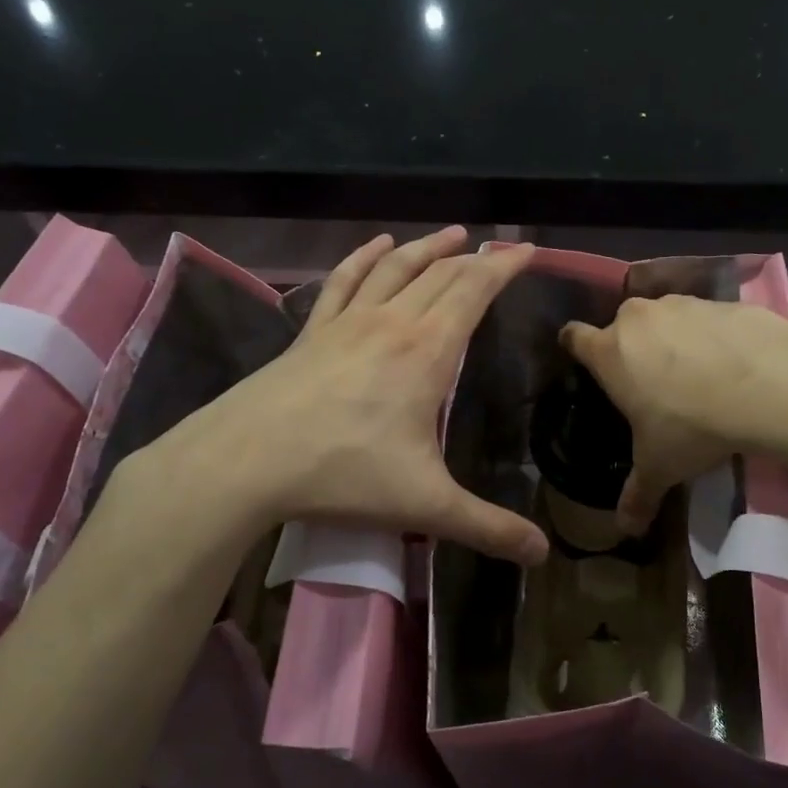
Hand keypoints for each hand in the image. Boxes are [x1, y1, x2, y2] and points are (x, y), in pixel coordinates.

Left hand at [117, 227, 548, 577]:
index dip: (503, 268)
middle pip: (441, 275)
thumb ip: (488, 527)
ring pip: (396, 269)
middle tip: (499, 249)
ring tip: (453, 234)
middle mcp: (392, 323)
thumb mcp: (426, 506)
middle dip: (475, 259)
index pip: (473, 292)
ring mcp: (347, 322)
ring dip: (428, 248)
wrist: (245, 461)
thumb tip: (542, 553)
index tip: (525, 250)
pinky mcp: (313, 331)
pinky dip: (365, 258)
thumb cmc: (343, 474)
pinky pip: (344, 282)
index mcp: (427, 351)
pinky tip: (378, 245)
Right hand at [560, 295, 787, 534]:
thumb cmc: (692, 425)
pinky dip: (714, 336)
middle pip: (622, 326)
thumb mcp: (660, 467)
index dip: (575, 347)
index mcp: (610, 352)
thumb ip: (638, 495)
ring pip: (666, 318)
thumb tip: (625, 530)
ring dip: (674, 339)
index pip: (574, 337)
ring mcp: (683, 304)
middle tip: (650, 382)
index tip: (585, 362)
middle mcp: (639, 318)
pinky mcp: (723, 302)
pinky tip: (734, 365)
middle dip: (632, 348)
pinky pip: (708, 318)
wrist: (767, 386)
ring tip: (698, 375)